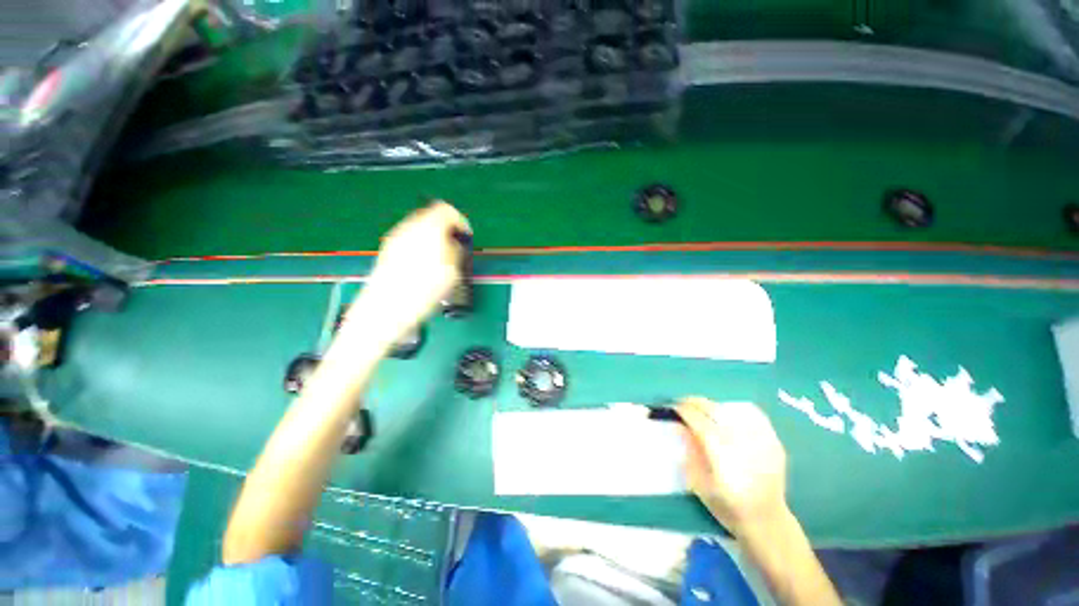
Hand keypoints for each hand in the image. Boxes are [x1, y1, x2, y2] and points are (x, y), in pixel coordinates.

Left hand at [340, 202, 470, 347]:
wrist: (384, 310)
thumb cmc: (421, 293)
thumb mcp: (451, 272)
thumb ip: (455, 251)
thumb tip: (455, 243)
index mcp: (428, 229)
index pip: (447, 210)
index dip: (460, 222)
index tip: (465, 238)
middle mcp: (409, 228)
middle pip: (432, 217)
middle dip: (446, 232)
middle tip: (454, 251)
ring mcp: (395, 239)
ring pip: (420, 230)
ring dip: (434, 240)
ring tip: (440, 263)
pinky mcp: (388, 251)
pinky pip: (410, 241)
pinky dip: (420, 248)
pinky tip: (423, 268)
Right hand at [677, 398, 788, 535]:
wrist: (767, 522)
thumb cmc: (727, 506)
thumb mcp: (698, 483)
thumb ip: (689, 450)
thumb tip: (679, 425)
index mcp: (721, 453)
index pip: (697, 420)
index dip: (682, 410)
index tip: (672, 407)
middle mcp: (742, 441)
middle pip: (714, 409)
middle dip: (694, 402)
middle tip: (683, 404)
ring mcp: (761, 439)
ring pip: (731, 408)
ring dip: (712, 406)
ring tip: (702, 410)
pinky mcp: (773, 441)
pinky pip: (752, 415)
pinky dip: (735, 410)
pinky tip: (727, 415)